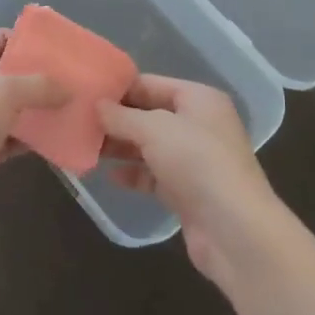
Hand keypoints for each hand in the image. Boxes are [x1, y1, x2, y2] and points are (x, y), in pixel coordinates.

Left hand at [0, 30, 66, 248]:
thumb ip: (38, 84)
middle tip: (75, 79)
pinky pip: (11, 138)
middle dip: (40, 76)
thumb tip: (68, 88)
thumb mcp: (2, 93)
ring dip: (39, 109)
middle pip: (8, 74)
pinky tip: (59, 139)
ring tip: (75, 106)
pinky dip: (32, 138)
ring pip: (12, 108)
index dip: (29, 40)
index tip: (63, 48)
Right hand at [97, 75, 281, 289]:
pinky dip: (134, 174)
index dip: (120, 88)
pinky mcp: (189, 192)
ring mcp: (195, 160)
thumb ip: (122, 116)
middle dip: (117, 120)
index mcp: (199, 99)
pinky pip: (154, 175)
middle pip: (150, 115)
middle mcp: (199, 124)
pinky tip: (110, 176)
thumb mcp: (154, 130)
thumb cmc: (197, 163)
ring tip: (86, 147)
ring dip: (121, 147)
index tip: (86, 93)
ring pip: (150, 146)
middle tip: (79, 122)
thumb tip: (97, 105)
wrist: (235, 231)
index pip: (151, 84)